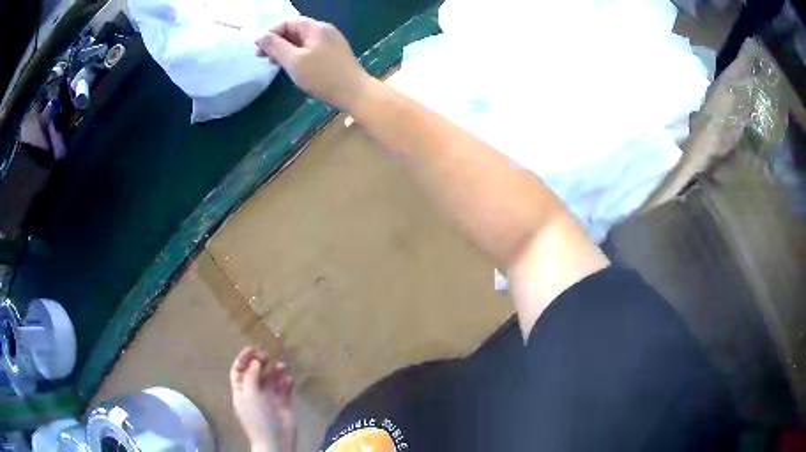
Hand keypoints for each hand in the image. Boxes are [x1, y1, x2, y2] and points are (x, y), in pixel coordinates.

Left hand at [230, 347, 295, 451]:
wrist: (275, 440)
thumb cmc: (258, 417)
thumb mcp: (249, 395)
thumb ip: (251, 377)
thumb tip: (255, 362)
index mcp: (241, 392)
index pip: (239, 371)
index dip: (243, 359)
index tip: (253, 349)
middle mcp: (254, 393)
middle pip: (255, 373)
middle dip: (260, 363)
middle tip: (267, 356)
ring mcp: (269, 399)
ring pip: (271, 380)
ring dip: (275, 371)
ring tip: (282, 366)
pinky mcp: (283, 404)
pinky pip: (284, 390)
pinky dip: (286, 383)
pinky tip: (288, 380)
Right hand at [256, 17, 370, 110]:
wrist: (355, 93)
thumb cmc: (322, 76)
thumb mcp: (294, 61)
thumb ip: (275, 46)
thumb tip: (259, 35)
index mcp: (316, 28)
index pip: (288, 22)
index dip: (271, 33)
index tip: (258, 49)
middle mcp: (324, 31)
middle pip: (295, 31)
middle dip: (276, 42)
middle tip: (262, 58)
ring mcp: (330, 43)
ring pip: (301, 42)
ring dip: (285, 50)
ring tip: (273, 64)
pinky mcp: (332, 55)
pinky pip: (310, 50)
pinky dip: (297, 56)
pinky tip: (291, 67)